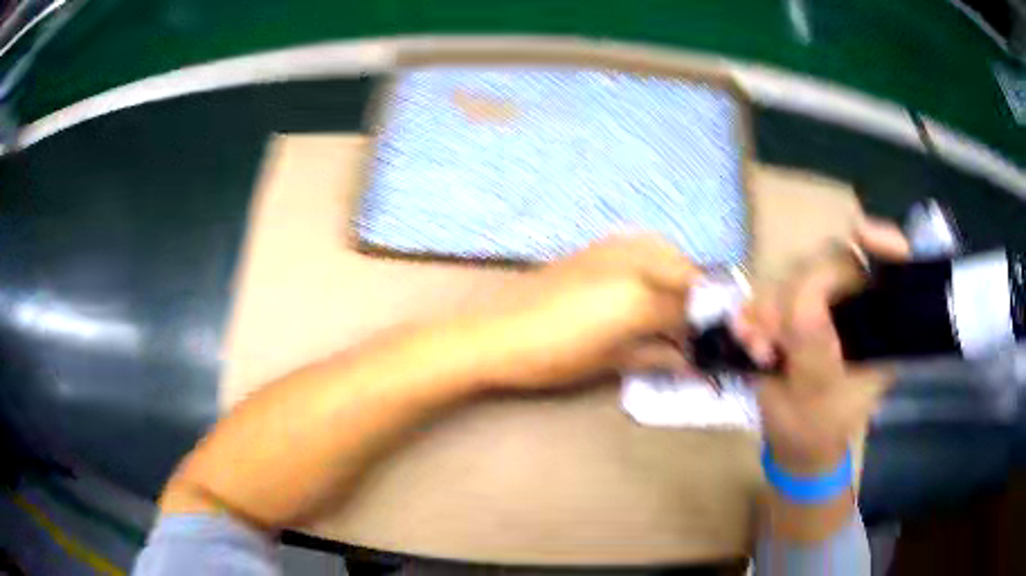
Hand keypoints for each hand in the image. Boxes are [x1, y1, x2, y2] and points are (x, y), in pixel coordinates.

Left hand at [468, 234, 699, 389]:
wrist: (497, 333)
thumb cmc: (552, 357)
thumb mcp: (609, 362)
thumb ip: (655, 355)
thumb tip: (688, 362)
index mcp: (639, 298)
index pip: (689, 309)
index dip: (700, 330)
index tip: (702, 345)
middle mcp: (634, 263)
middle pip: (686, 274)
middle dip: (697, 299)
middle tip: (692, 325)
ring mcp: (614, 248)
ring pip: (668, 251)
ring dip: (681, 274)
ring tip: (674, 304)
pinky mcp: (596, 245)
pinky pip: (642, 242)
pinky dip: (657, 258)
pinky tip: (649, 281)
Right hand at [743, 219, 909, 472]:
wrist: (794, 446)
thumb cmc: (817, 427)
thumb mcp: (816, 387)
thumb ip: (812, 335)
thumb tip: (804, 287)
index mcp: (879, 327)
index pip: (894, 267)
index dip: (883, 242)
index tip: (858, 234)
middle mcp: (855, 308)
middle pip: (832, 262)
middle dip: (797, 291)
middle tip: (776, 335)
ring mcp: (824, 309)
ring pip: (794, 277)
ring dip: (769, 311)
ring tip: (761, 350)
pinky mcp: (796, 316)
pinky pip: (772, 295)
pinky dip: (755, 315)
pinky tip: (750, 341)